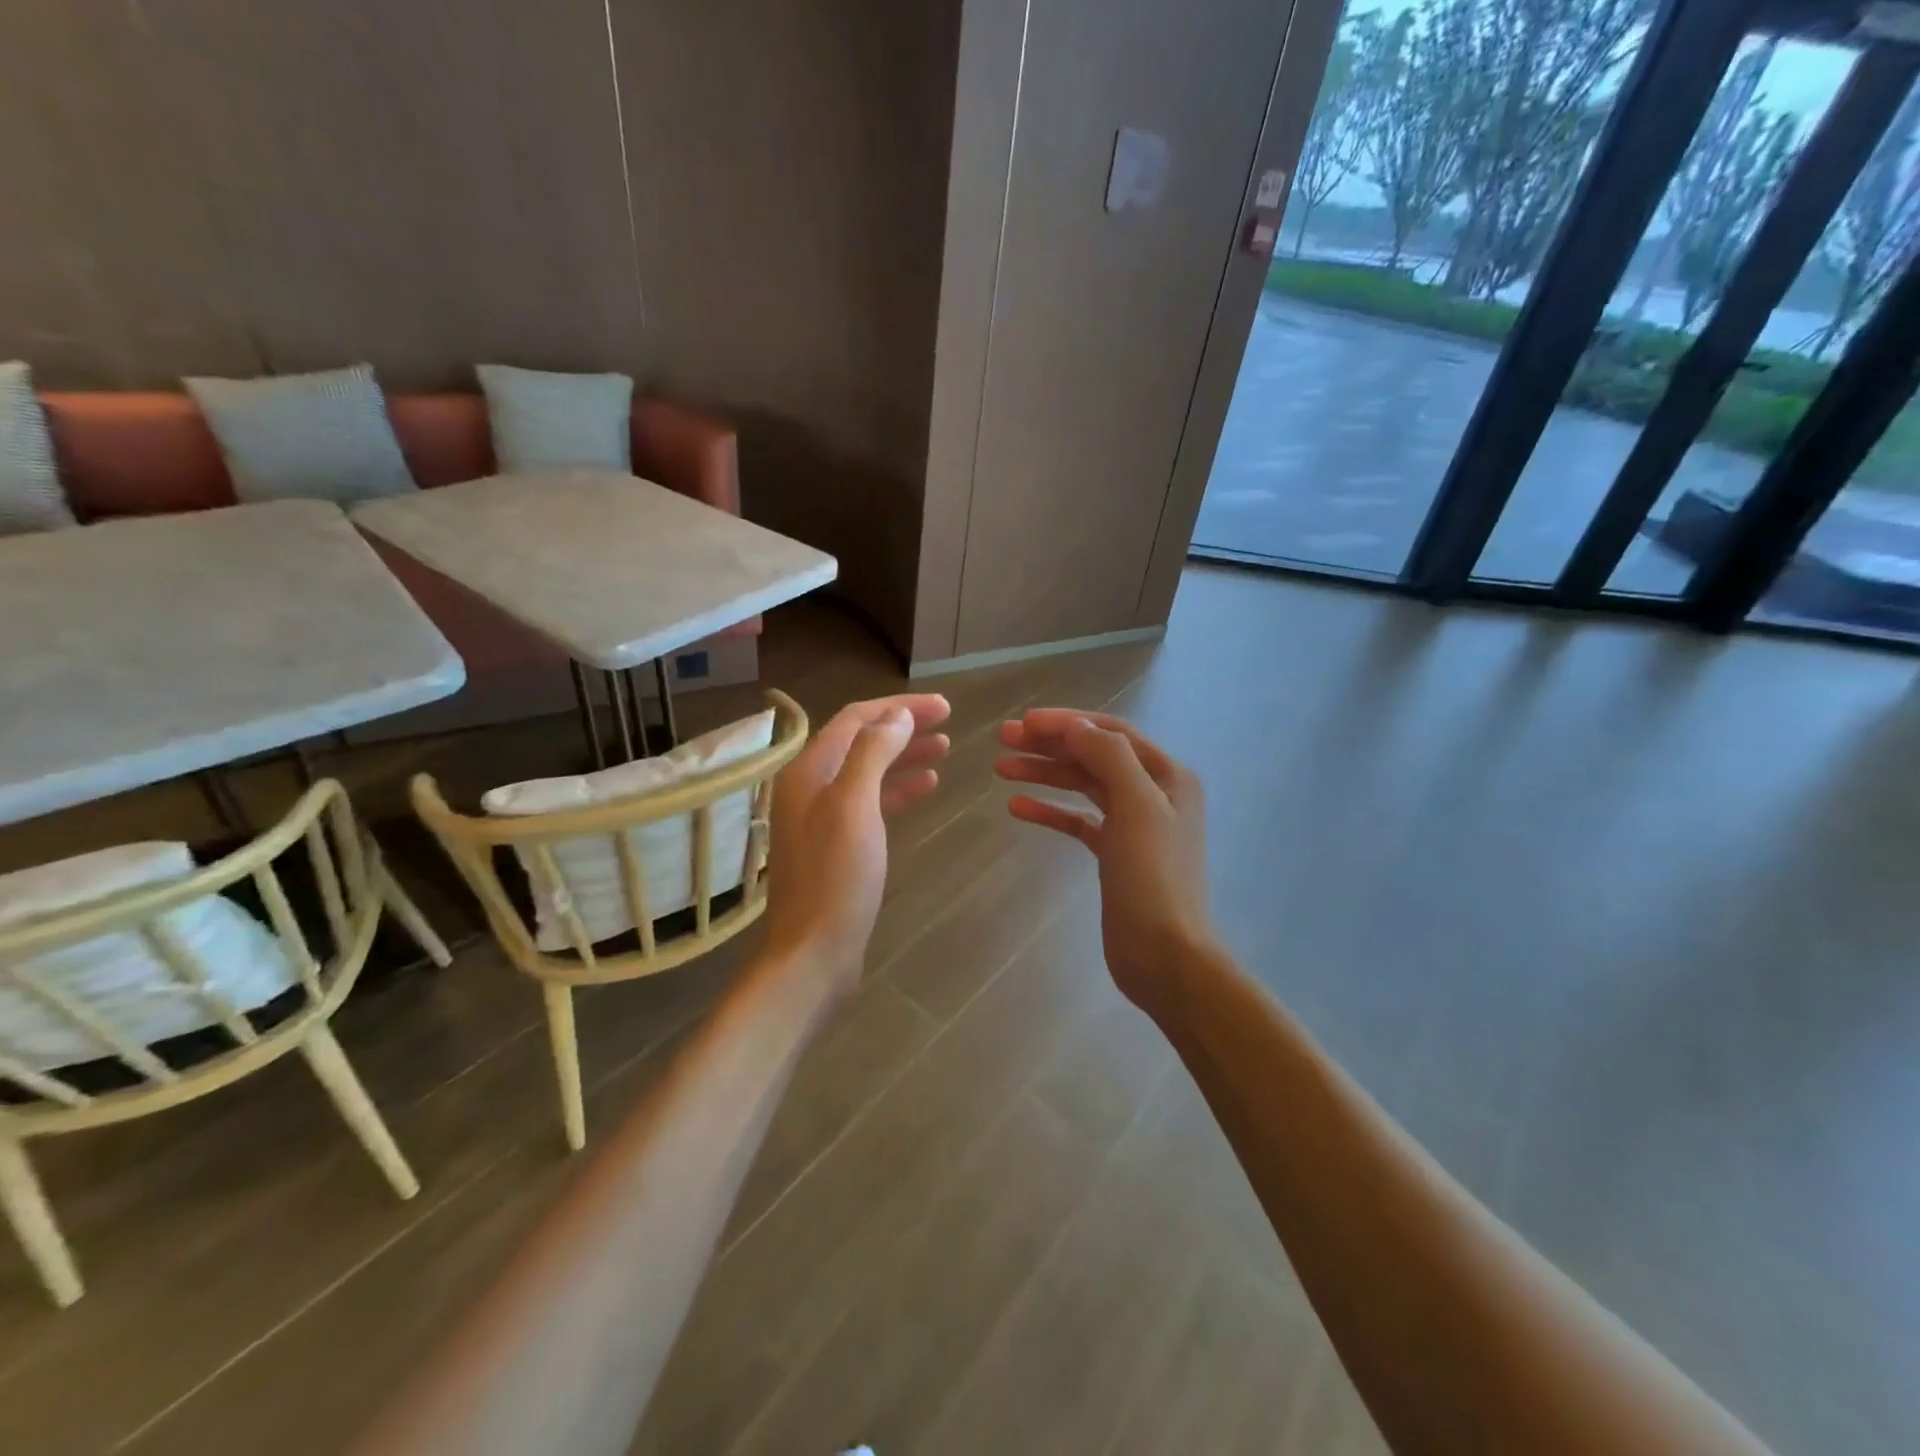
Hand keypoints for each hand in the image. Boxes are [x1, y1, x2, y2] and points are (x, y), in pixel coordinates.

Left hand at [763, 693, 950, 996]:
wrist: (814, 953)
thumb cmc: (836, 878)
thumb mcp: (854, 806)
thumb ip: (873, 753)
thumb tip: (897, 716)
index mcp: (809, 771)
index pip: (856, 719)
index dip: (899, 708)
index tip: (943, 707)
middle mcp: (810, 787)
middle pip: (862, 742)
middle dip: (904, 727)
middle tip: (948, 723)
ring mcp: (822, 817)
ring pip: (868, 771)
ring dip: (904, 756)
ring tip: (944, 749)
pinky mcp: (837, 845)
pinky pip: (870, 802)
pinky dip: (898, 790)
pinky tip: (926, 788)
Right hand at [995, 709, 1212, 1007]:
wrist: (1164, 954)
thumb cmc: (1153, 877)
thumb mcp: (1137, 806)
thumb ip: (1109, 757)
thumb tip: (1075, 726)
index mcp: (1167, 775)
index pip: (1110, 732)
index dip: (1067, 722)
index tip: (1024, 721)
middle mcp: (1152, 792)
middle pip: (1093, 756)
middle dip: (1049, 745)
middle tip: (1003, 739)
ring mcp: (1133, 824)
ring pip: (1082, 786)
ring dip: (1044, 774)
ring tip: (1000, 768)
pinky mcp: (1114, 853)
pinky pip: (1077, 820)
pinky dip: (1050, 811)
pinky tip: (1017, 807)